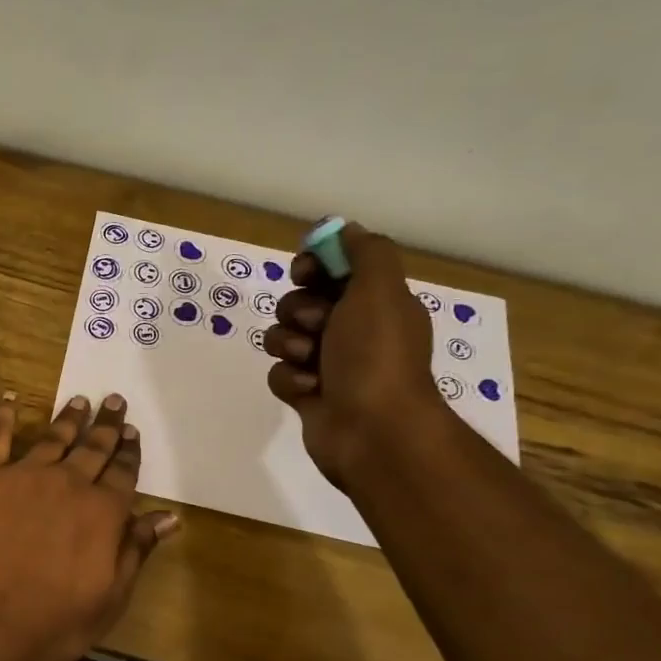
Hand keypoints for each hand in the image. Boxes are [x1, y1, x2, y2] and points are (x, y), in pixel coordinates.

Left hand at [0, 394, 178, 660]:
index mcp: (102, 512)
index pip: (123, 474)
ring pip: (54, 437)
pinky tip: (10, 400)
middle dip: (107, 425)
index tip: (133, 433)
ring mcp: (24, 475)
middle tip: (115, 401)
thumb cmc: (50, 622)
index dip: (129, 453)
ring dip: (69, 418)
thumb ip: (136, 551)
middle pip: (93, 448)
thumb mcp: (109, 598)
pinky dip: (4, 415)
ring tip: (79, 400)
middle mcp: (68, 483)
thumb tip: (168, 517)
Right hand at [263, 220, 447, 487]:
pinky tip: (309, 390)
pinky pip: (280, 373)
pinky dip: (290, 379)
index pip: (334, 269)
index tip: (305, 271)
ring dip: (290, 345)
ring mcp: (328, 364)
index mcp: (376, 303)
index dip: (314, 265)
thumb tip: (346, 229)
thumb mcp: (380, 289)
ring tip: (310, 362)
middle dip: (299, 309)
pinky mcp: (307, 394)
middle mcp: (353, 330)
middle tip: (316, 324)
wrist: (373, 431)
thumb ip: (365, 252)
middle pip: (301, 301)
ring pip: (284, 337)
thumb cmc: (377, 355)